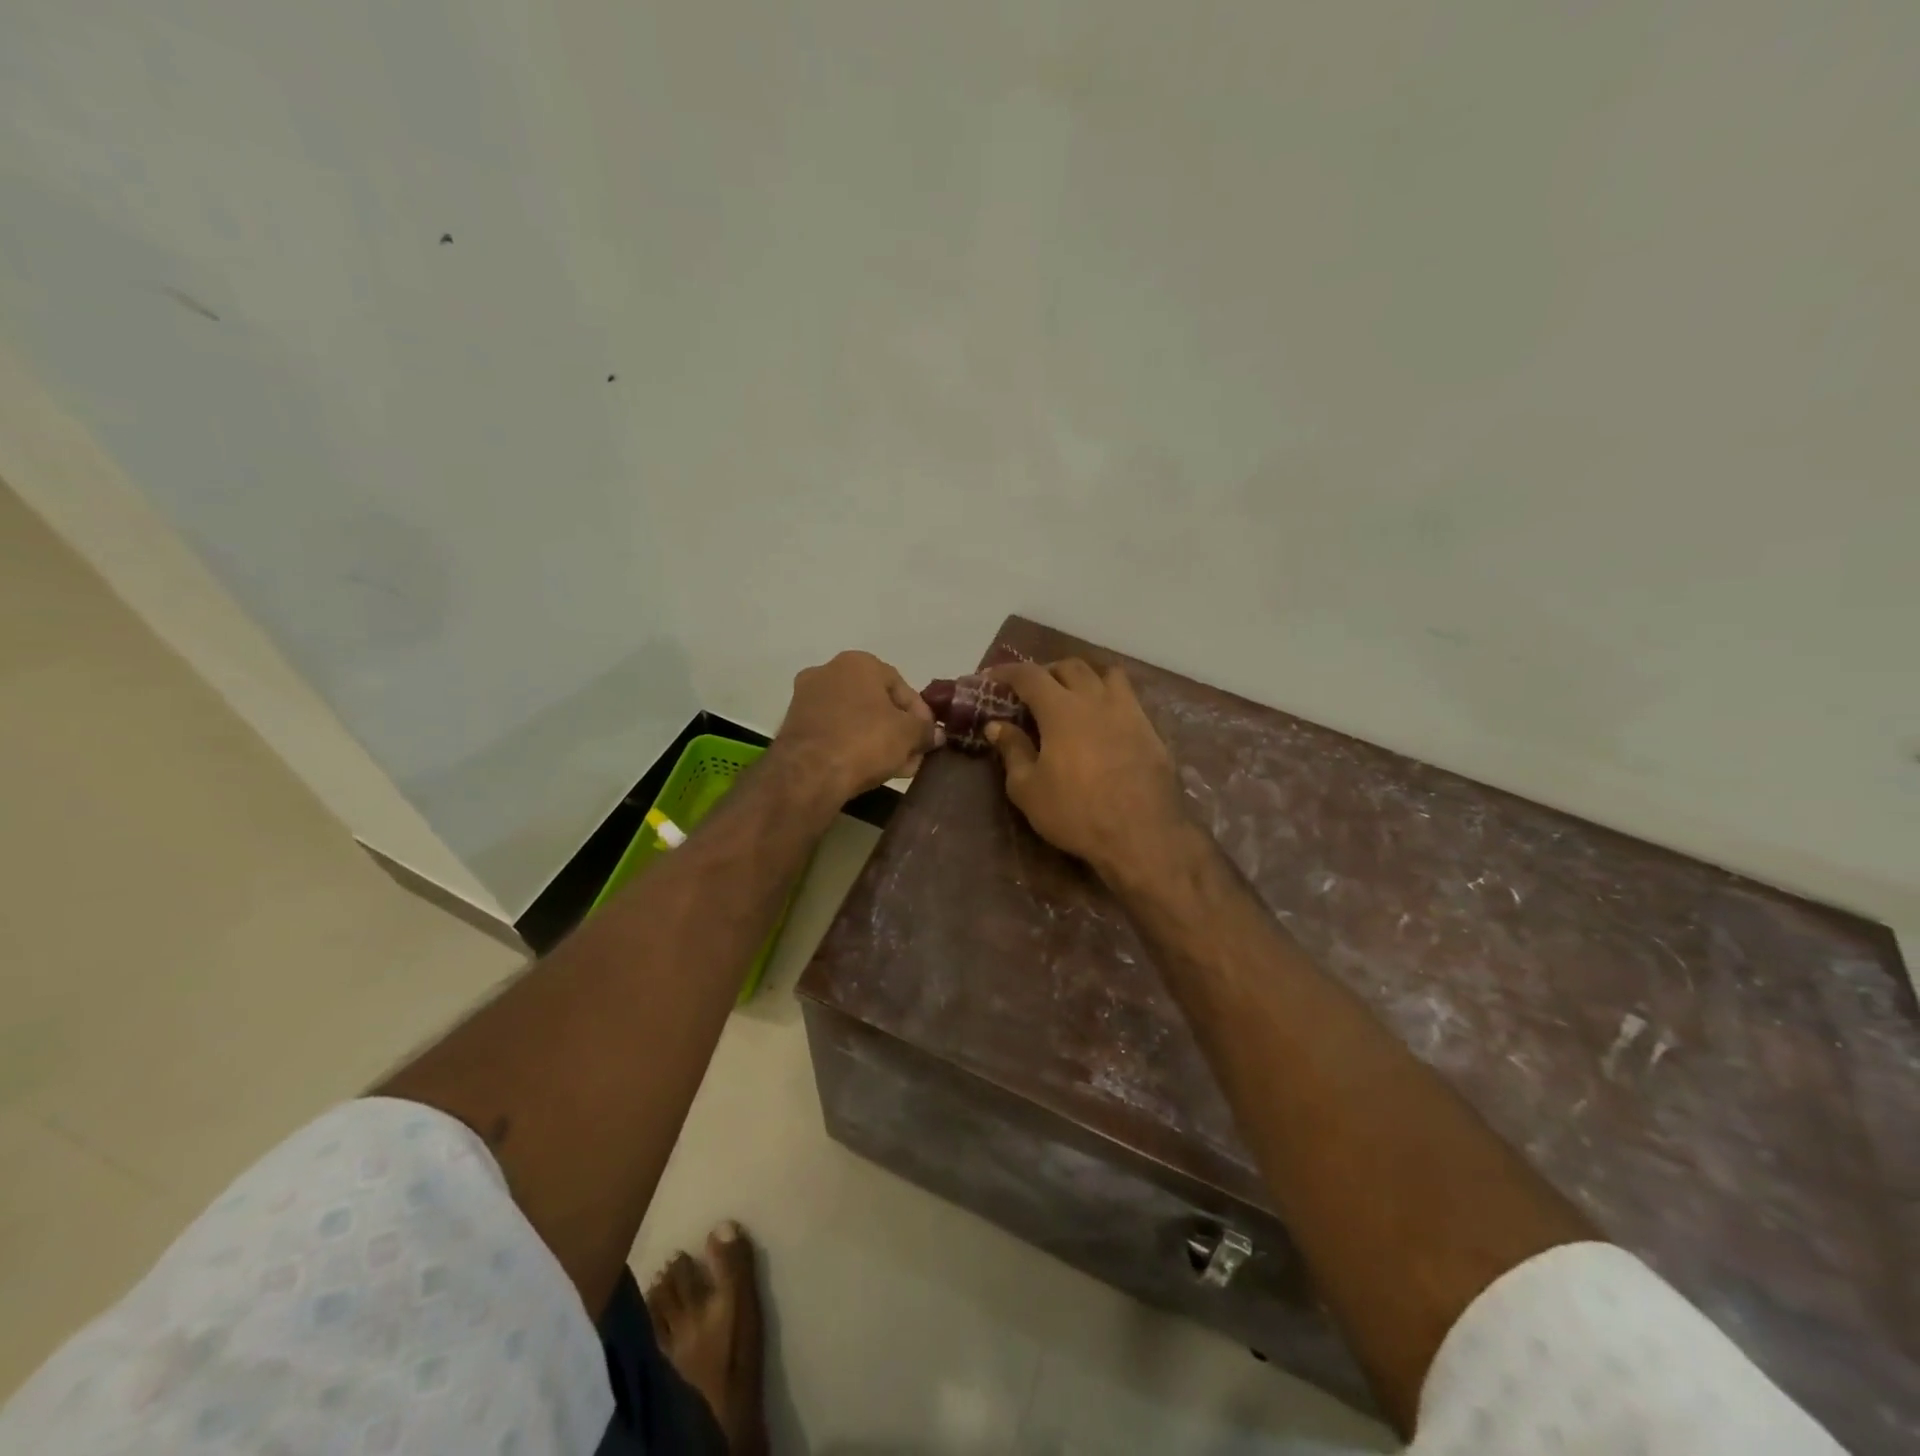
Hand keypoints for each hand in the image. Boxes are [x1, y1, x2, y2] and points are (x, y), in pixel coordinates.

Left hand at [775, 651, 941, 802]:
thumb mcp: (908, 734)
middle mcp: (828, 671)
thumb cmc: (864, 741)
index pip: (901, 686)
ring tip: (895, 767)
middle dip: (898, 729)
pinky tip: (869, 769)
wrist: (808, 773)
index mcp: (858, 662)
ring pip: (855, 719)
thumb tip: (934, 734)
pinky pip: (834, 732)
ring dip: (877, 740)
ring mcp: (806, 698)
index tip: (928, 737)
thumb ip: (925, 730)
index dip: (920, 714)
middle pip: (876, 702)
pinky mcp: (794, 726)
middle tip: (913, 754)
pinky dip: (853, 746)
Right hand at [985, 659, 1187, 879]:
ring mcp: (1128, 711)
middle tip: (1033, 690)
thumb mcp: (1028, 789)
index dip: (1008, 671)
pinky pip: (1128, 697)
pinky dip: (1109, 697)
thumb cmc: (1076, 813)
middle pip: (1070, 666)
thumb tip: (997, 725)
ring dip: (1084, 676)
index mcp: (1061, 710)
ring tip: (1073, 695)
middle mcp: (1095, 699)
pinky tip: (1103, 720)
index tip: (992, 676)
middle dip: (1047, 671)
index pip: (1029, 675)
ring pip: (1106, 674)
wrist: (1142, 835)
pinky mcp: (1150, 729)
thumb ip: (1012, 750)